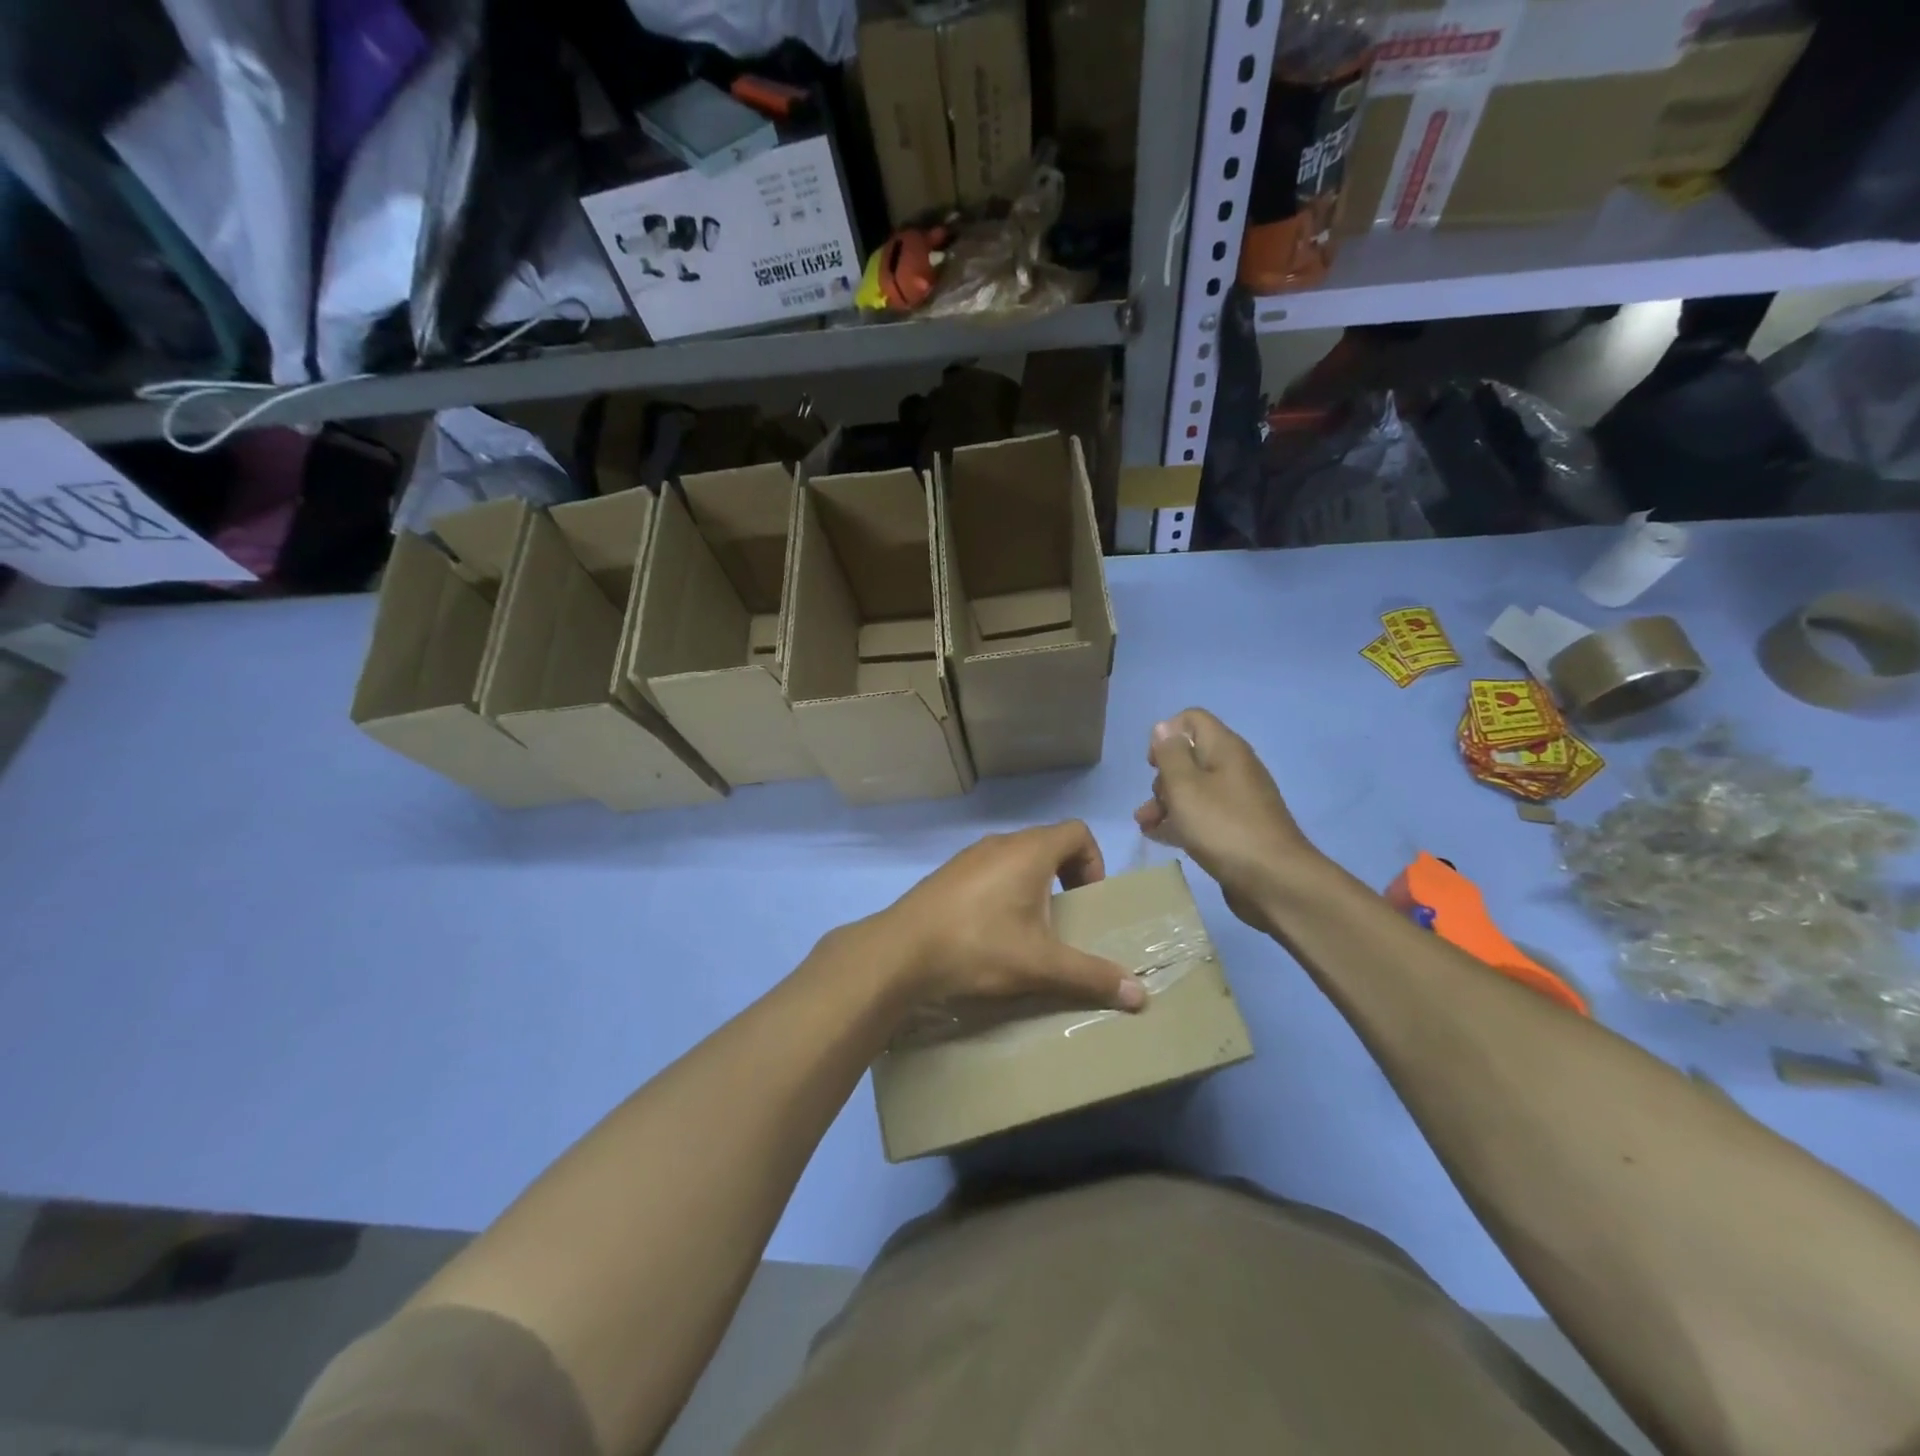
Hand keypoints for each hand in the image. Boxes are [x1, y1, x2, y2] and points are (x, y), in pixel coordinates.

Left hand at [870, 822, 1143, 1014]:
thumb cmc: (978, 947)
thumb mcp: (1040, 964)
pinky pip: (989, 870)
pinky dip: (1003, 890)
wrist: (900, 951)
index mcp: (1029, 851)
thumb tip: (1142, 996)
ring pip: (1016, 857)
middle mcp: (1000, 843)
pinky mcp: (947, 874)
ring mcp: (969, 856)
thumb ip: (1091, 976)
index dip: (1093, 861)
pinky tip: (991, 931)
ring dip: (1032, 884)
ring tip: (1029, 928)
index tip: (1086, 900)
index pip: (1078, 831)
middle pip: (1048, 842)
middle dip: (1065, 876)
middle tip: (1063, 918)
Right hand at [1134, 709, 1321, 924]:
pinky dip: (1181, 821)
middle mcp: (1234, 768)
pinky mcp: (1238, 829)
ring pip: (1194, 790)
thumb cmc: (1223, 827)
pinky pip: (1203, 815)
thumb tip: (1164, 728)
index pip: (1192, 719)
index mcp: (1225, 749)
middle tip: (1152, 803)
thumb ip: (1170, 755)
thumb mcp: (1185, 786)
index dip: (1166, 735)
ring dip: (1165, 803)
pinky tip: (1160, 836)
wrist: (1274, 881)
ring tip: (1144, 825)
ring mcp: (1238, 800)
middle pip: (1190, 757)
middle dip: (1162, 777)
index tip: (1153, 764)